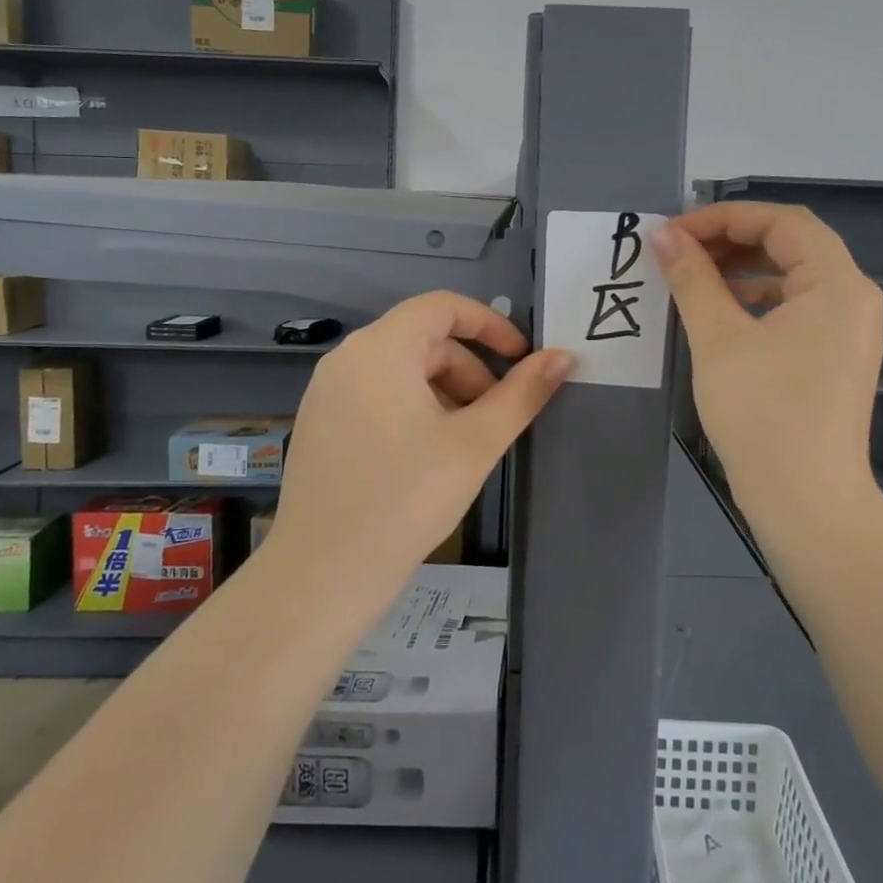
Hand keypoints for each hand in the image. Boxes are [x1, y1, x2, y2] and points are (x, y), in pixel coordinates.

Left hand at [267, 292, 572, 604]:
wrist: (323, 575)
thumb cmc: (406, 498)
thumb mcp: (475, 443)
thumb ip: (522, 394)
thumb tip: (563, 357)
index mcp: (381, 348)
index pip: (443, 307)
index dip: (490, 325)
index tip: (522, 360)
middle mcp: (347, 358)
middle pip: (424, 341)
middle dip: (470, 371)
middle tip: (496, 418)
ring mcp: (326, 392)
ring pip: (401, 371)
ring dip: (444, 393)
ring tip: (465, 444)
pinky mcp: (319, 424)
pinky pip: (376, 395)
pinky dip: (412, 409)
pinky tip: (427, 457)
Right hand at [652, 203, 882, 507]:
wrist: (806, 502)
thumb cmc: (763, 413)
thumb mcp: (718, 338)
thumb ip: (691, 278)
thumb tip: (662, 234)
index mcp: (837, 284)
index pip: (782, 222)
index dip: (724, 217)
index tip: (674, 232)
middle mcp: (852, 298)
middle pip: (790, 244)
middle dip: (730, 240)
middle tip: (678, 251)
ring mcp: (847, 329)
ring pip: (790, 275)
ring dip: (740, 269)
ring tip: (690, 277)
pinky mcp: (834, 355)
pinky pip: (794, 307)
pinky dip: (755, 299)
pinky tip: (718, 313)